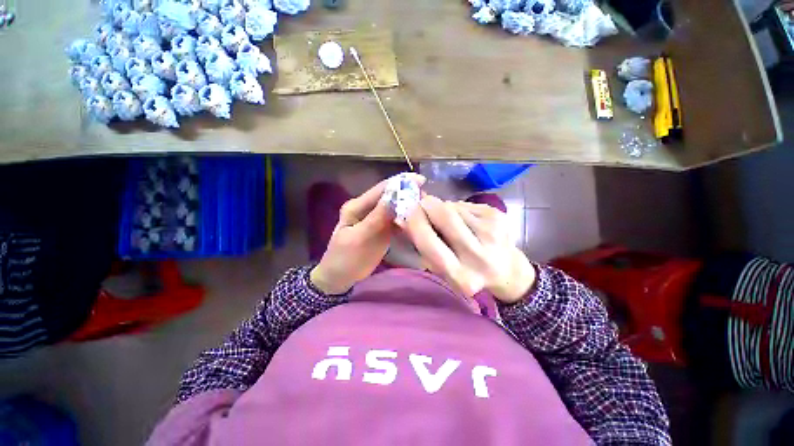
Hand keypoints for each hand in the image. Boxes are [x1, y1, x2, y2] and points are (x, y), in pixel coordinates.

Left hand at [311, 173, 425, 294]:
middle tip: (427, 197)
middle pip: (390, 196)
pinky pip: (396, 220)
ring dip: (409, 206)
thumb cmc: (345, 258)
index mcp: (357, 206)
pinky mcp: (381, 229)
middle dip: (408, 193)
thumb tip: (394, 196)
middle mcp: (367, 208)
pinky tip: (418, 220)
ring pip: (395, 208)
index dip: (400, 182)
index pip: (381, 189)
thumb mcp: (359, 238)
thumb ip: (376, 218)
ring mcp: (375, 219)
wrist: (339, 276)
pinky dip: (407, 219)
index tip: (421, 181)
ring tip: (427, 207)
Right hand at [401, 195, 535, 303]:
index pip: (429, 243)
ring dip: (443, 208)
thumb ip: (422, 245)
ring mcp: (493, 233)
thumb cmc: (467, 271)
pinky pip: (466, 204)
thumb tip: (402, 218)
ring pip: (454, 207)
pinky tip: (464, 220)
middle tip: (421, 204)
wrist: (507, 269)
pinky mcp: (499, 216)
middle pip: (445, 215)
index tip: (407, 211)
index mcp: (461, 276)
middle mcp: (479, 256)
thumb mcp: (442, 268)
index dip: (415, 223)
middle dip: (427, 205)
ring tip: (447, 218)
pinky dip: (457, 208)